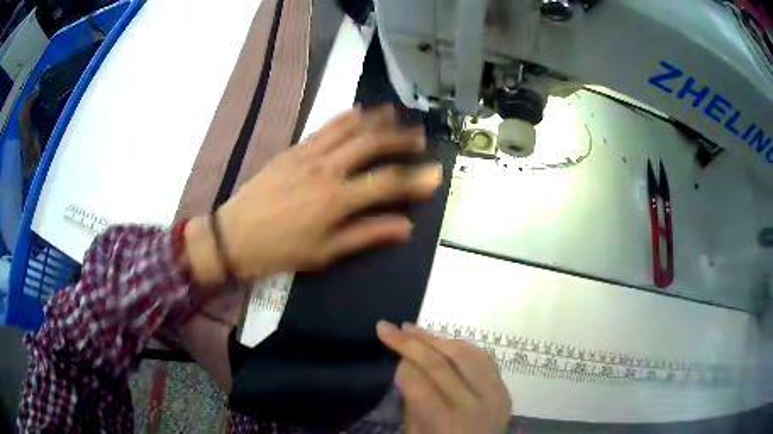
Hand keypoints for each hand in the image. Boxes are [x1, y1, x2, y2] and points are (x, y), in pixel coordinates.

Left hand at [187, 106, 441, 283]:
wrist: (235, 235)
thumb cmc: (281, 250)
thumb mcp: (325, 252)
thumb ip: (366, 234)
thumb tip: (405, 226)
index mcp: (336, 200)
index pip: (386, 183)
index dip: (415, 178)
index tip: (435, 173)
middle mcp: (326, 170)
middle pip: (371, 144)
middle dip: (400, 139)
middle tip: (420, 135)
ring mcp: (308, 155)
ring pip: (349, 128)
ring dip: (376, 120)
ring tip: (396, 115)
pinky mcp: (293, 149)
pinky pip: (324, 127)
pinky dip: (345, 117)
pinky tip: (358, 111)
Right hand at [376, 321, 511, 433]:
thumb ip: (412, 402)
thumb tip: (406, 365)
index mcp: (446, 425)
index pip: (420, 386)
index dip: (402, 366)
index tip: (390, 354)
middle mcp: (473, 407)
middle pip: (440, 365)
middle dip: (410, 343)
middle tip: (389, 328)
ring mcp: (494, 396)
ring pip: (464, 355)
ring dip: (436, 338)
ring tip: (414, 330)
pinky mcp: (504, 390)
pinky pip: (485, 359)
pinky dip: (463, 346)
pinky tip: (445, 340)